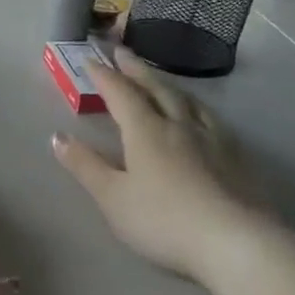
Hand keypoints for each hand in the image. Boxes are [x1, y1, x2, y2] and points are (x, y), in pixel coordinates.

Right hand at [51, 48, 272, 280]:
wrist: (235, 242)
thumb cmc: (164, 220)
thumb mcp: (113, 197)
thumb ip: (85, 166)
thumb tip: (57, 136)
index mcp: (146, 130)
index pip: (121, 94)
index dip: (105, 76)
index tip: (91, 60)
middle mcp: (179, 124)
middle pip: (156, 88)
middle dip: (136, 69)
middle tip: (123, 52)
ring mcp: (212, 139)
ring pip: (187, 100)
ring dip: (167, 84)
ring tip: (159, 78)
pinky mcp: (236, 157)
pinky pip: (211, 118)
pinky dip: (197, 107)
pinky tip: (202, 115)